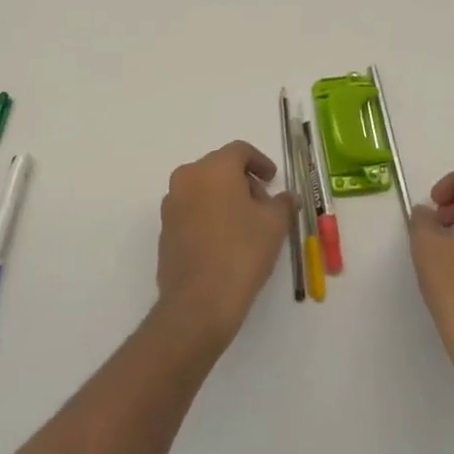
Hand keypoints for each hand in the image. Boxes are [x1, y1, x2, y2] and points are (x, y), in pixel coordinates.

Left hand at [155, 141, 295, 354]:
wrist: (198, 303)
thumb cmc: (241, 253)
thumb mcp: (274, 225)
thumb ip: (283, 203)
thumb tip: (288, 197)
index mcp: (214, 168)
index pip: (240, 151)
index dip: (260, 162)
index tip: (273, 179)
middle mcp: (187, 178)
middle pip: (219, 168)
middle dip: (243, 181)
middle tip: (263, 204)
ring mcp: (171, 204)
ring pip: (203, 189)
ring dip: (225, 198)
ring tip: (246, 224)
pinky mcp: (165, 229)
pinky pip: (191, 210)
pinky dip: (208, 215)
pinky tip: (225, 240)